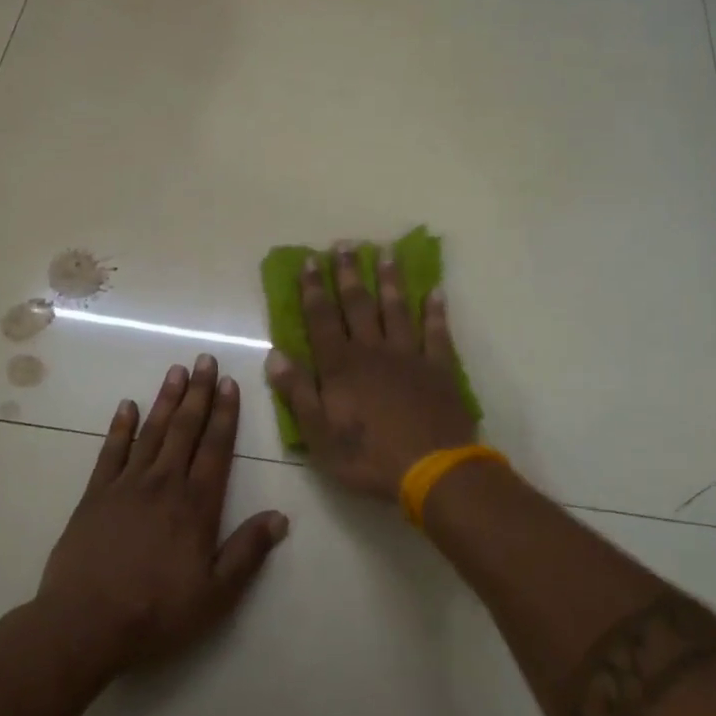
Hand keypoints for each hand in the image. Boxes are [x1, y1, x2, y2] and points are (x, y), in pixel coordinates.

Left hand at [37, 355, 288, 672]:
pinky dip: (121, 427)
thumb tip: (281, 517)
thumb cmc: (156, 612)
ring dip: (165, 400)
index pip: (215, 448)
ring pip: (151, 432)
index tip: (230, 383)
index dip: (225, 414)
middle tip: (204, 360)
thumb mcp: (216, 594)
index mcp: (196, 505)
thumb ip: (248, 552)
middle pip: (185, 429)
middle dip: (198, 393)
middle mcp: (163, 484)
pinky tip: (127, 406)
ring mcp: (126, 485)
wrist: (84, 623)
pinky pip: (111, 451)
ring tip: (176, 371)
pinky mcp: (95, 495)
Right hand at [264, 244, 476, 499]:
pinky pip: (437, 333)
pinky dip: (435, 312)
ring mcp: (409, 357)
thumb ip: (298, 392)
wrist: (431, 470)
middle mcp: (373, 351)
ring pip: (397, 310)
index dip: (313, 290)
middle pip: (358, 306)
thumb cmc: (368, 457)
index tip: (309, 261)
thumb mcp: (319, 434)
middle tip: (344, 246)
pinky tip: (435, 292)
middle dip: (348, 275)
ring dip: (389, 281)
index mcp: (341, 367)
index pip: (322, 319)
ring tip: (385, 253)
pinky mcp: (439, 369)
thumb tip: (276, 355)